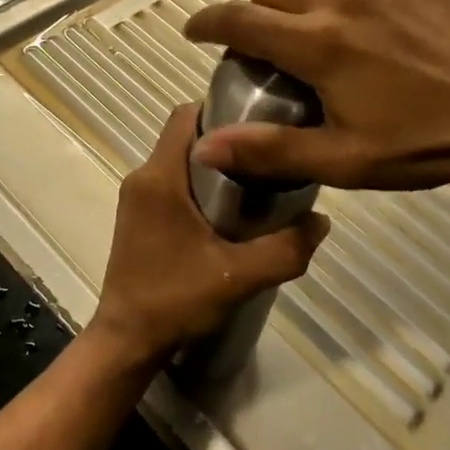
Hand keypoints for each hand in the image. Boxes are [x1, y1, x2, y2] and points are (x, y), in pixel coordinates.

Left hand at [88, 105, 329, 369]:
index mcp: (160, 177)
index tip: (259, 122)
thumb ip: (285, 249)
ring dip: (213, 163)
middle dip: (225, 139)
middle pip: (185, 135)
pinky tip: (227, 211)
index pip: (185, 115)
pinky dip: (198, 183)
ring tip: (254, 181)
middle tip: (265, 155)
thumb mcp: (238, 277)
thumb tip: (322, 221)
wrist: (127, 340)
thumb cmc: (175, 300)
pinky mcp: (137, 215)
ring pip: (179, 159)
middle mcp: (143, 177)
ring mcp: (136, 197)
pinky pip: (171, 180)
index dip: (221, 109)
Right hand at [182, 0, 449, 192]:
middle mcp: (343, 1)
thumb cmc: (424, 144)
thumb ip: (270, 150)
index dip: (207, 21)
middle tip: (270, 50)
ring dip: (313, 14)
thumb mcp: (343, 159)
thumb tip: (205, 146)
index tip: (194, 31)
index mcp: (318, 44)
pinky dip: (363, 10)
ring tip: (340, 53)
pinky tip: (392, 43)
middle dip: (257, 13)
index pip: (240, 18)